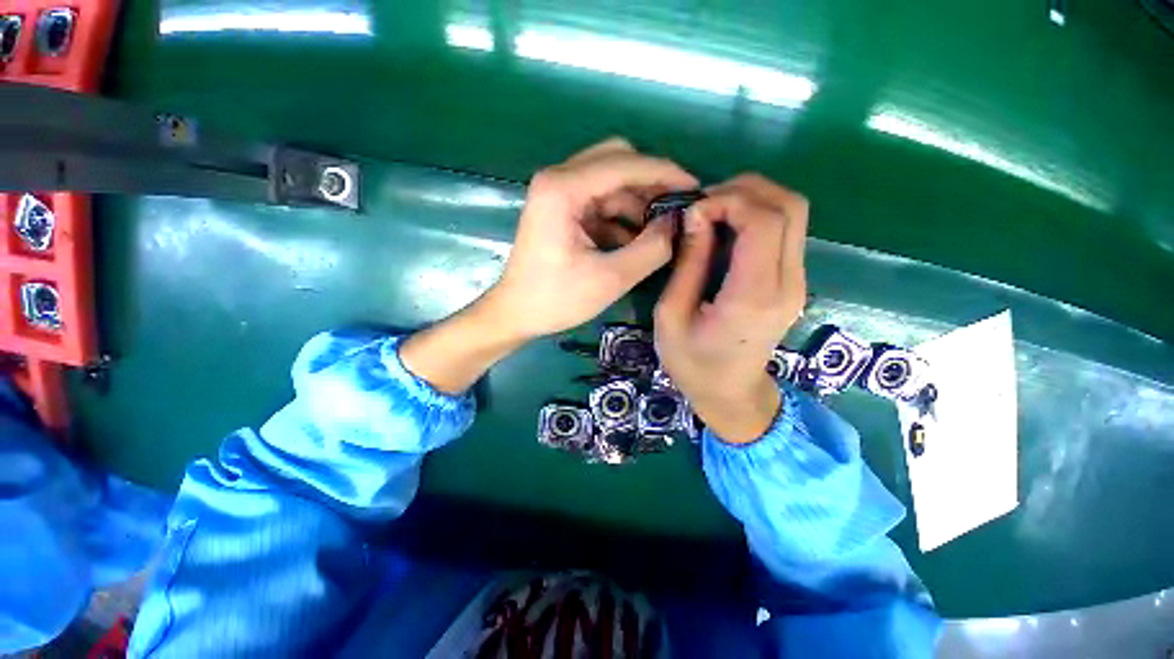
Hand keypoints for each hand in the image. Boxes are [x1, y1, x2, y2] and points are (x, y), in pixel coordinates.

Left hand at [401, 138, 695, 393]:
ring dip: (637, 202)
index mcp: (563, 189)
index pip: (624, 163)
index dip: (665, 173)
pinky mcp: (560, 209)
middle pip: (616, 161)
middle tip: (676, 209)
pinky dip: (621, 216)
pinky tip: (635, 240)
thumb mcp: (610, 279)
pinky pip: (599, 201)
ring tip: (659, 231)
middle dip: (650, 183)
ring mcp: (557, 193)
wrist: (515, 313)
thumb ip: (651, 249)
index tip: (696, 189)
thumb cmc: (556, 299)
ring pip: (610, 181)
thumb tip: (676, 223)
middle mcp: (558, 179)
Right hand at [653, 174, 808, 442]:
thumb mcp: (671, 316)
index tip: (692, 212)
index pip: (763, 221)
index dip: (728, 200)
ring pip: (793, 213)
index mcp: (753, 296)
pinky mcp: (793, 281)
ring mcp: (797, 281)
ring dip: (753, 199)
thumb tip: (696, 216)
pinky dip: (758, 215)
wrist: (730, 393)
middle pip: (789, 206)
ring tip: (713, 211)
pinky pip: (786, 230)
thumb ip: (687, 264)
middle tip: (703, 204)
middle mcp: (787, 283)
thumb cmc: (692, 362)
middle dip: (744, 190)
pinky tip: (727, 227)